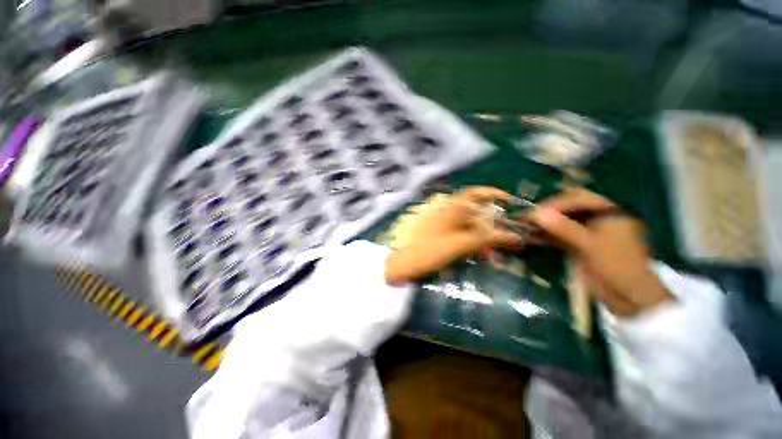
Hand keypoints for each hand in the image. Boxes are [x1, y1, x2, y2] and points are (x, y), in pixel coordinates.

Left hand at [384, 186, 523, 284]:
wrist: (399, 263)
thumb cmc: (428, 250)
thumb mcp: (459, 245)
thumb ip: (486, 239)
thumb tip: (516, 237)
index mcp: (451, 206)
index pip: (477, 193)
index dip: (496, 195)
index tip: (511, 203)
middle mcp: (446, 209)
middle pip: (475, 210)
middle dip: (492, 221)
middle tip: (506, 235)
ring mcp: (440, 220)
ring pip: (467, 223)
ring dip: (482, 233)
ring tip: (493, 249)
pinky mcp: (436, 232)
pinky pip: (458, 232)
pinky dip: (470, 239)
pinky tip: (475, 252)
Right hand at [526, 188, 672, 316]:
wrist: (628, 297)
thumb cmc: (616, 266)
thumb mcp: (589, 245)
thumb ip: (563, 227)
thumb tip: (535, 213)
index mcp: (608, 212)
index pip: (578, 198)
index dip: (556, 203)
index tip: (536, 212)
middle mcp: (597, 218)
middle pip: (568, 207)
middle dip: (548, 211)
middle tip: (529, 218)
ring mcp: (588, 232)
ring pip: (562, 221)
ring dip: (545, 223)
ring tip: (526, 227)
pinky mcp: (579, 245)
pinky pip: (560, 235)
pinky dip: (547, 235)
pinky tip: (533, 237)